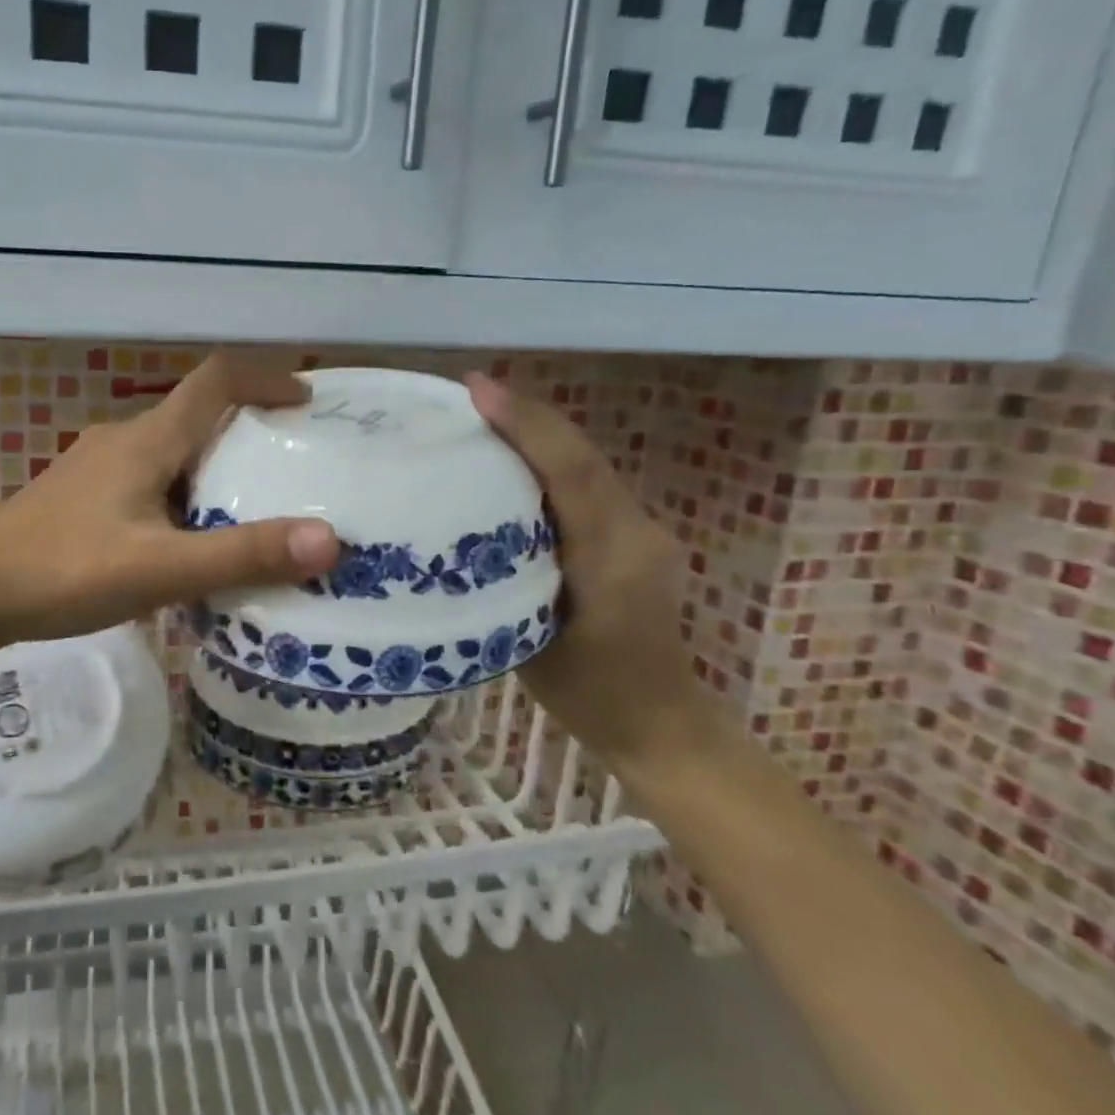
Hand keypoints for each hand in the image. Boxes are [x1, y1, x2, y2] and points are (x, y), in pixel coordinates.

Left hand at [0, 354, 341, 645]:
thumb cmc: (65, 571)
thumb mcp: (161, 568)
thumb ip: (242, 555)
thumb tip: (329, 540)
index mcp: (147, 440)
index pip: (215, 380)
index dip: (265, 377)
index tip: (307, 400)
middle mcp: (123, 439)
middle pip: (197, 415)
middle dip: (248, 430)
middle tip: (291, 465)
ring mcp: (97, 466)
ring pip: (171, 451)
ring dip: (213, 466)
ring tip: (249, 507)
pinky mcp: (82, 495)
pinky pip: (148, 478)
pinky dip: (182, 493)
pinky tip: (186, 539)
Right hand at [465, 372, 723, 774]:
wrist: (661, 725)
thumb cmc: (589, 696)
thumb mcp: (528, 644)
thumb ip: (502, 582)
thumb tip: (453, 531)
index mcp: (614, 559)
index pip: (572, 473)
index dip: (526, 425)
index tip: (478, 389)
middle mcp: (637, 531)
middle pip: (581, 457)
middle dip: (527, 416)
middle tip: (468, 393)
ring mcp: (642, 531)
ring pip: (585, 466)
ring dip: (537, 435)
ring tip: (482, 415)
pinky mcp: (634, 537)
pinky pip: (587, 486)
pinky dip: (548, 463)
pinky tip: (510, 460)